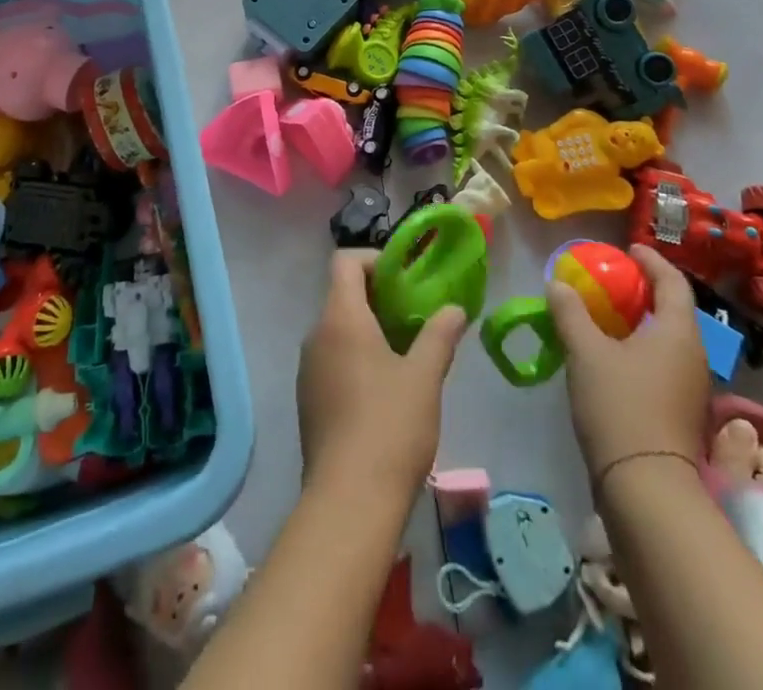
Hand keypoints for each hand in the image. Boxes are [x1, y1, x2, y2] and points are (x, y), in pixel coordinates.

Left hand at [297, 251, 468, 504]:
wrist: (349, 501)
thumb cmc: (389, 426)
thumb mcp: (424, 377)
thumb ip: (439, 335)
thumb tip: (454, 309)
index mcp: (340, 317)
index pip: (345, 262)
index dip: (374, 260)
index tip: (405, 279)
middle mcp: (316, 334)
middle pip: (342, 295)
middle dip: (379, 298)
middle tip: (416, 317)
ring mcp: (308, 369)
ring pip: (337, 329)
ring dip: (368, 330)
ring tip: (406, 354)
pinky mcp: (308, 400)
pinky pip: (331, 359)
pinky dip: (355, 358)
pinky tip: (384, 390)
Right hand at [549, 245, 708, 480]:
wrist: (645, 486)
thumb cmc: (619, 405)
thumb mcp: (585, 351)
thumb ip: (570, 312)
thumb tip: (558, 284)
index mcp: (678, 333)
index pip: (673, 282)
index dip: (651, 260)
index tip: (628, 249)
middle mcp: (693, 356)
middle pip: (673, 310)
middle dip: (643, 290)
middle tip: (610, 279)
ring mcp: (690, 387)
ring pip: (667, 338)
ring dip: (639, 320)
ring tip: (604, 313)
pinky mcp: (679, 411)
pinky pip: (662, 362)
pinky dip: (639, 346)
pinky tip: (611, 353)